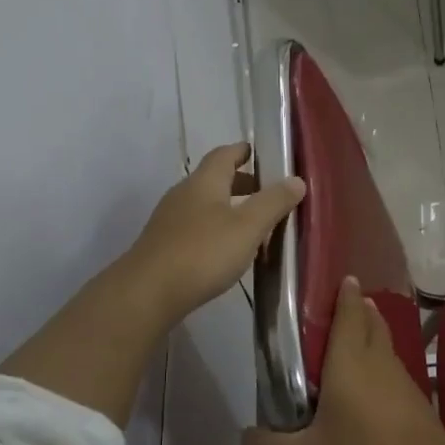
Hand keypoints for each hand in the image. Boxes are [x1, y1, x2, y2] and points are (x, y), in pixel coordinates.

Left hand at [125, 142, 304, 329]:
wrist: (147, 293)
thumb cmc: (203, 252)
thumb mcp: (247, 227)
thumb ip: (273, 202)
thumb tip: (296, 179)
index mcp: (204, 182)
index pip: (224, 155)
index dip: (241, 151)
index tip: (258, 152)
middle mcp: (183, 194)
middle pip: (213, 180)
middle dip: (239, 182)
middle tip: (265, 192)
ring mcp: (169, 221)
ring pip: (204, 205)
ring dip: (228, 208)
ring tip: (252, 224)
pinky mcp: (163, 246)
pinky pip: (195, 227)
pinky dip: (215, 229)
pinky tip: (226, 250)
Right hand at [243, 277, 444, 444]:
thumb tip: (246, 437)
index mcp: (350, 362)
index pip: (349, 313)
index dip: (344, 294)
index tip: (339, 279)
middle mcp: (379, 362)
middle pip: (371, 322)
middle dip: (358, 310)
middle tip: (340, 309)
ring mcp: (404, 382)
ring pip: (385, 347)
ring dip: (372, 336)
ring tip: (353, 343)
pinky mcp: (418, 404)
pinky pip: (394, 372)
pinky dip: (381, 367)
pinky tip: (371, 391)